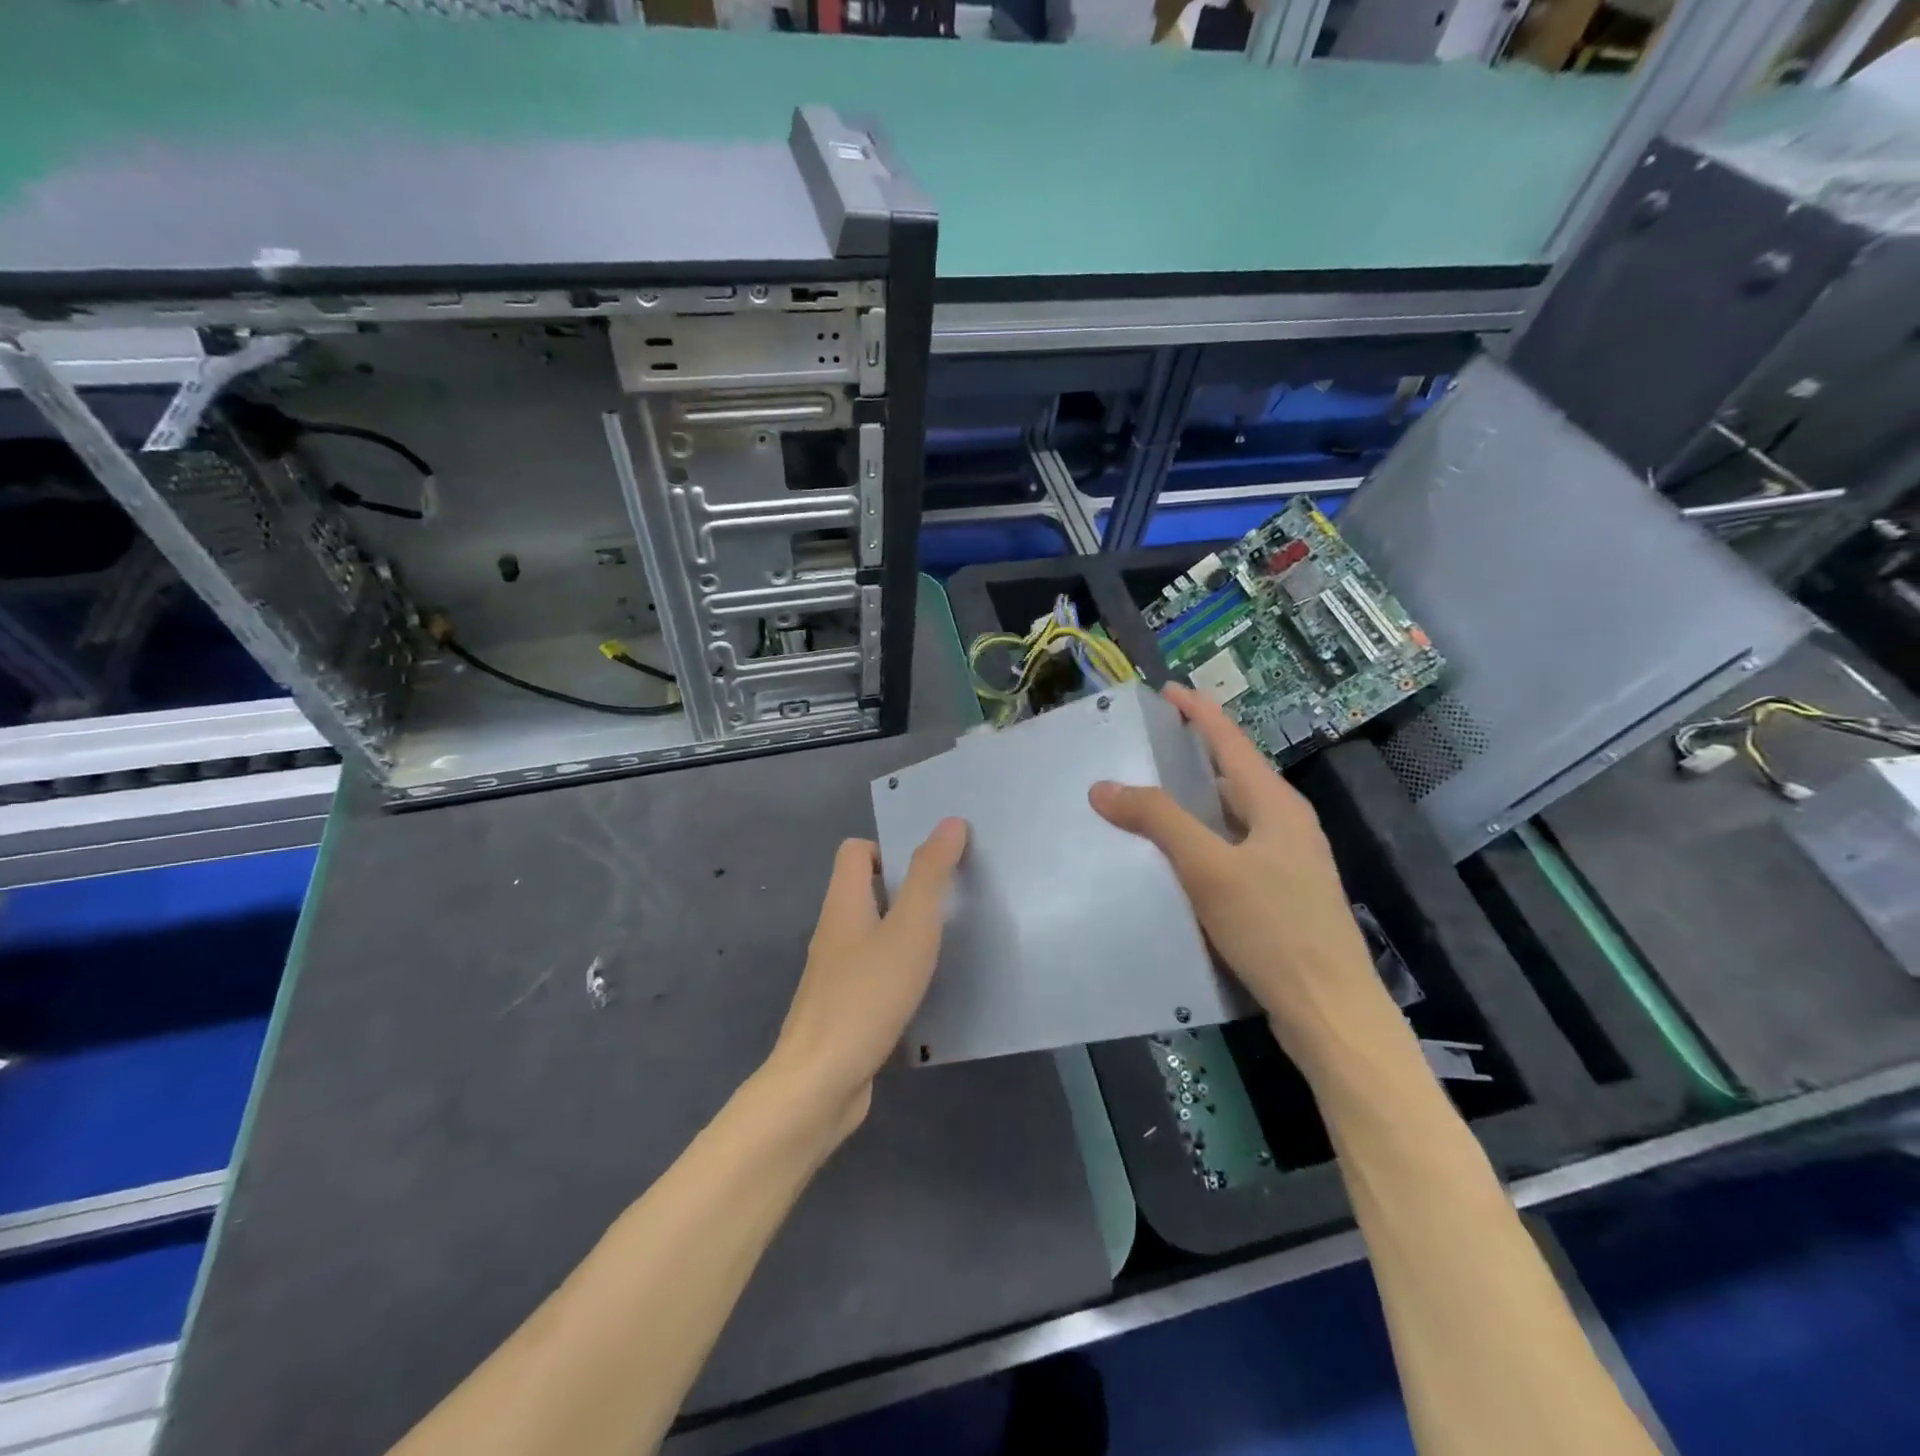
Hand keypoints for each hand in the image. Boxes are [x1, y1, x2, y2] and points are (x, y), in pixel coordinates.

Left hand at [768, 819, 968, 1132]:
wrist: (821, 1082)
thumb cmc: (867, 994)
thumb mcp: (910, 927)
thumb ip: (930, 874)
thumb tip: (950, 822)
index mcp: (843, 903)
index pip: (854, 851)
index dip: (889, 848)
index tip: (928, 866)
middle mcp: (833, 932)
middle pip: (865, 891)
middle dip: (906, 890)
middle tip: (950, 902)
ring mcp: (835, 974)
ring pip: (872, 934)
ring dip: (905, 933)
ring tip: (947, 943)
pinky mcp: (844, 1009)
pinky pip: (874, 973)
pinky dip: (899, 971)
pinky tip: (927, 990)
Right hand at [1088, 684, 1390, 1059]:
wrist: (1330, 1011)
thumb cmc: (1273, 930)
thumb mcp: (1209, 870)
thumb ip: (1159, 822)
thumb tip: (1104, 786)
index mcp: (1276, 805)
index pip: (1231, 741)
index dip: (1199, 712)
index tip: (1166, 690)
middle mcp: (1287, 824)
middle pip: (1234, 774)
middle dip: (1192, 756)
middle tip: (1145, 748)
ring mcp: (1288, 861)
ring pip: (1233, 815)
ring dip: (1195, 801)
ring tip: (1150, 799)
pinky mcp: (1282, 894)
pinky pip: (1234, 848)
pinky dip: (1203, 839)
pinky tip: (1177, 860)